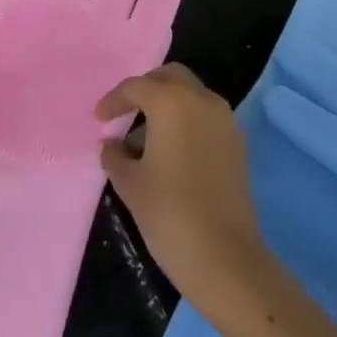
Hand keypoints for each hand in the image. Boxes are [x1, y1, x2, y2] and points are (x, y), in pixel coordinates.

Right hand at [97, 65, 272, 319]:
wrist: (225, 258)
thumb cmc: (168, 212)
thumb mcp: (129, 182)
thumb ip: (114, 154)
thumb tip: (111, 144)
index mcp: (172, 102)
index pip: (136, 87)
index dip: (113, 101)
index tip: (98, 119)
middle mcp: (202, 101)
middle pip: (170, 77)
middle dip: (146, 89)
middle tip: (125, 113)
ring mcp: (225, 121)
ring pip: (191, 95)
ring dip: (168, 105)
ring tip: (144, 138)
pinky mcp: (238, 144)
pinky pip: (205, 116)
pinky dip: (186, 121)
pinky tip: (169, 151)